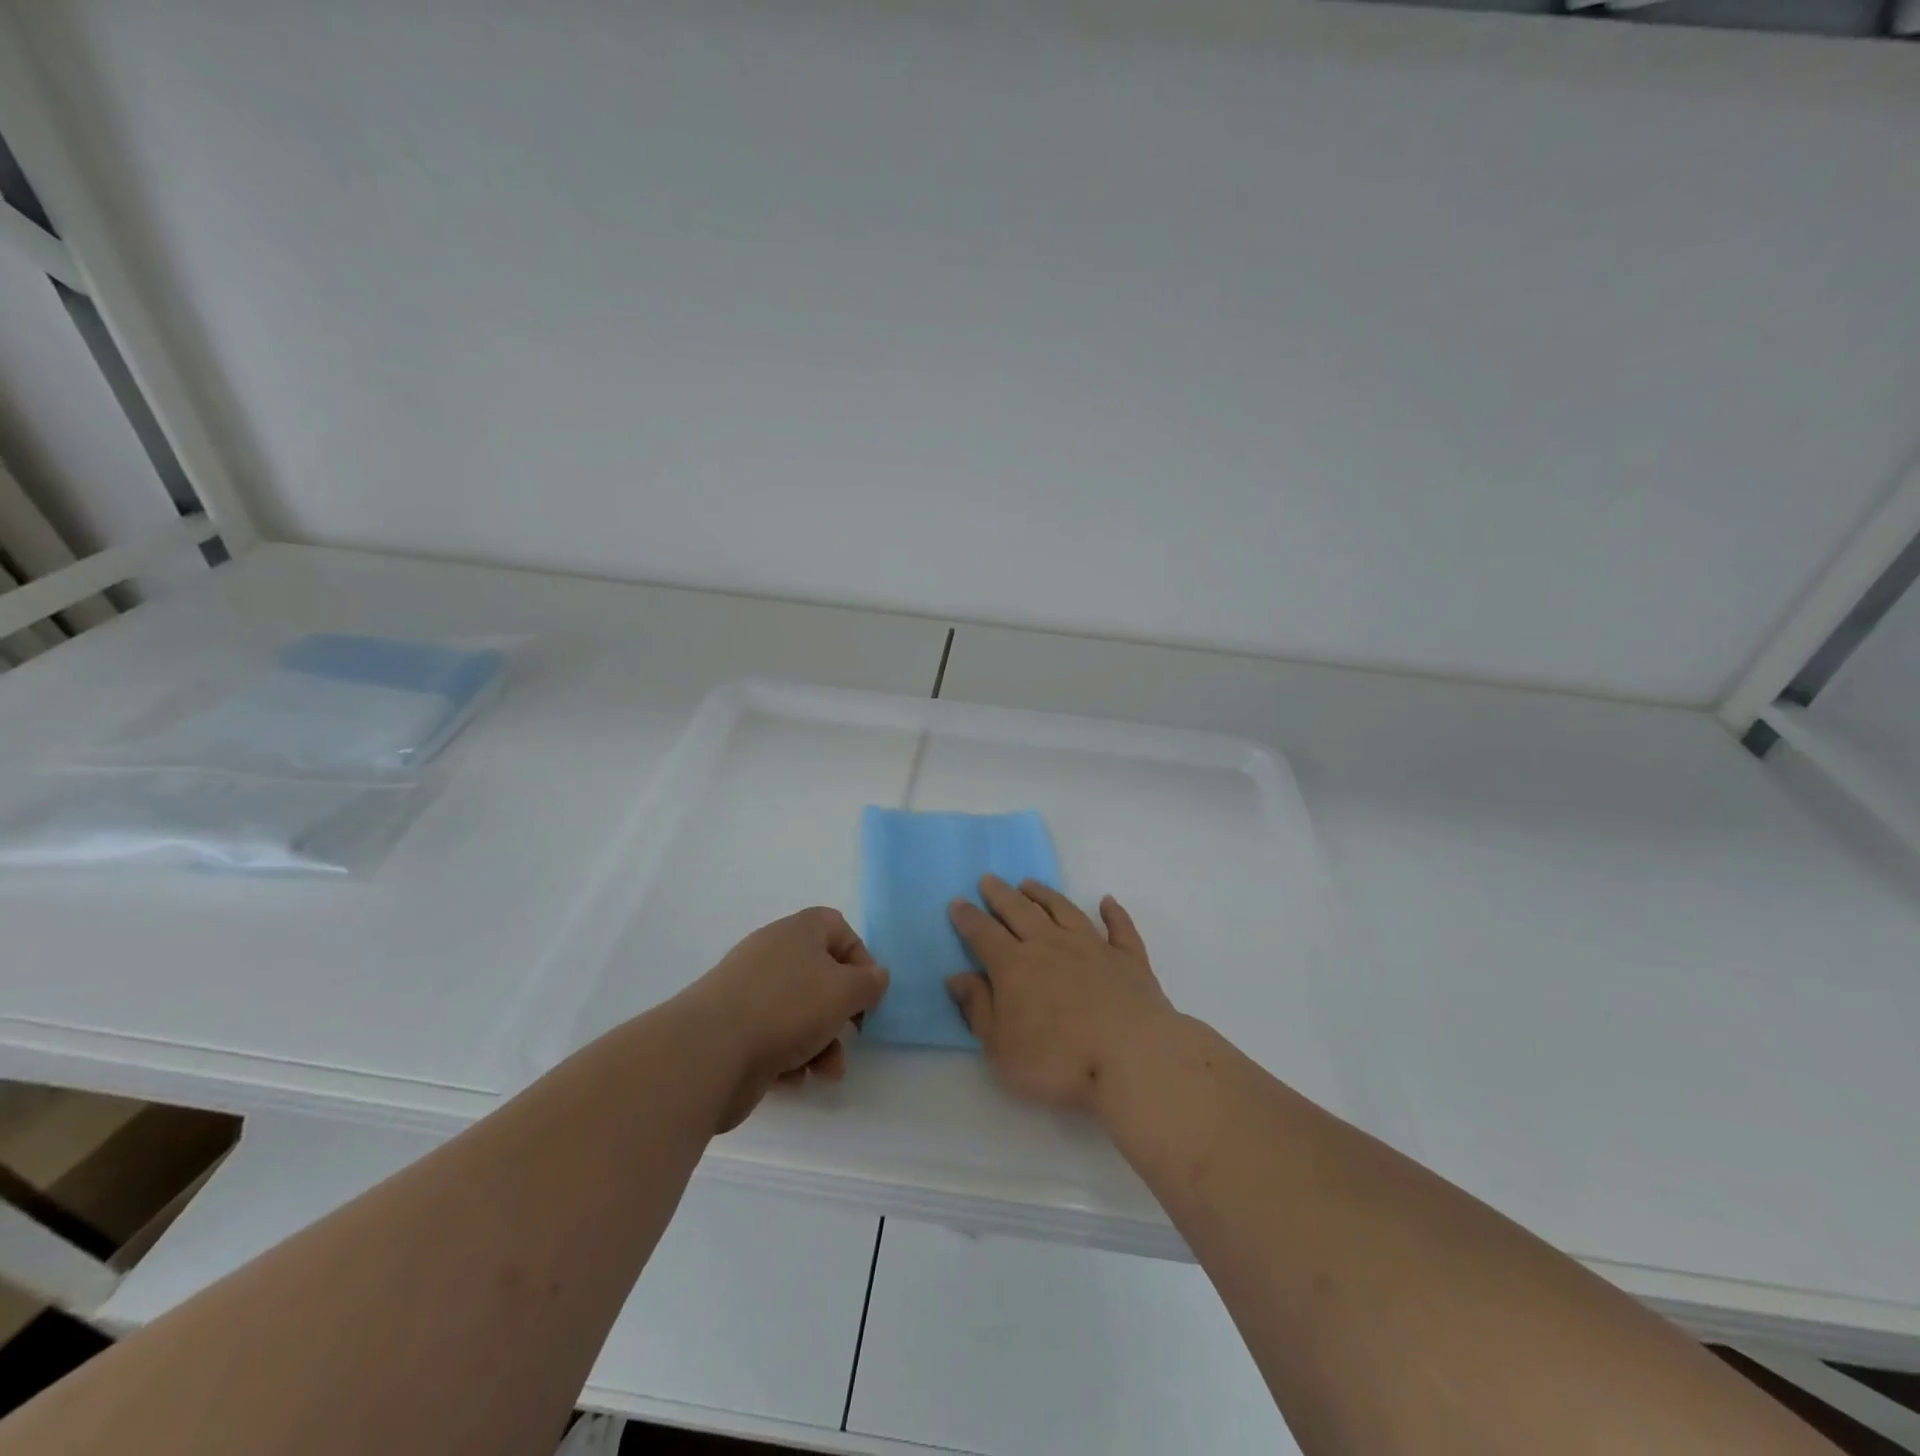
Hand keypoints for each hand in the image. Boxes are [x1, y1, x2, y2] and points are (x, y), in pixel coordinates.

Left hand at [681, 907, 889, 1131]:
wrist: (709, 1052)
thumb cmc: (787, 1008)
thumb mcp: (844, 991)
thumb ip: (869, 983)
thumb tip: (875, 977)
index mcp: (798, 932)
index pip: (836, 927)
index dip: (859, 957)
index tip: (868, 990)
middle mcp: (772, 955)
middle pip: (820, 975)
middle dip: (841, 1011)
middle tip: (852, 1033)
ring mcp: (749, 993)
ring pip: (800, 1013)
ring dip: (822, 1043)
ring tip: (826, 1072)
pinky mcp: (734, 1030)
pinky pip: (774, 1038)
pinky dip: (789, 1058)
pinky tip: (791, 1077)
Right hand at [947, 876, 1174, 1113]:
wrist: (1132, 1058)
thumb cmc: (1058, 1061)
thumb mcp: (1001, 1048)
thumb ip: (978, 1009)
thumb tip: (957, 976)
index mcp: (1015, 966)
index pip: (984, 934)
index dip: (968, 918)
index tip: (957, 902)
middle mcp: (1050, 945)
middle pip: (1020, 911)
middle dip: (1000, 894)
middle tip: (989, 879)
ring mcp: (1092, 947)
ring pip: (1063, 910)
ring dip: (1044, 894)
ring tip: (1029, 883)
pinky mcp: (1128, 959)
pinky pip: (1119, 927)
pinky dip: (1113, 912)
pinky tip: (1107, 901)